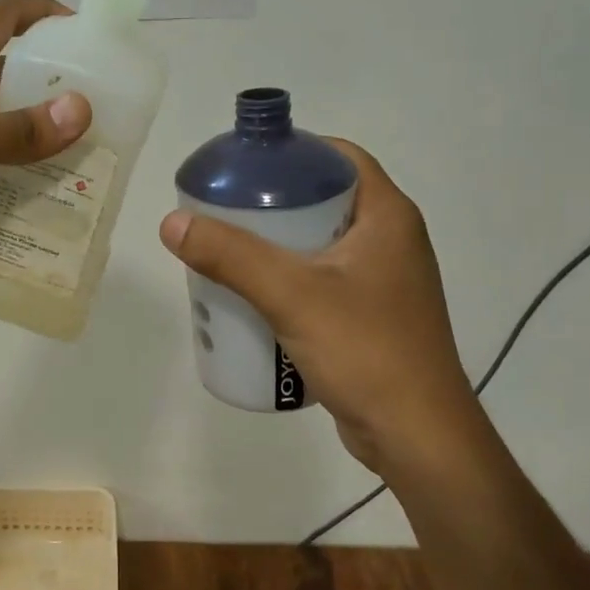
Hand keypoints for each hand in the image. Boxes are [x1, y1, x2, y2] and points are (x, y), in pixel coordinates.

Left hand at [0, 0, 90, 276]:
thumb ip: (15, 128)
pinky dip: (11, 167)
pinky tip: (39, 190)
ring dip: (38, 132)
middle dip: (57, 85)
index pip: (7, 16)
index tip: (94, 40)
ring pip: (0, 119)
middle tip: (105, 117)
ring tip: (85, 157)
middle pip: (12, 71)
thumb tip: (82, 111)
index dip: (49, 15)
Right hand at [159, 140, 481, 479]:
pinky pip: (321, 281)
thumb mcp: (291, 294)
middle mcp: (391, 241)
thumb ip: (231, 256)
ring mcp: (382, 282)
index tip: (244, 164)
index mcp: (387, 217)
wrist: (416, 438)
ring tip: (227, 251)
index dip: (292, 151)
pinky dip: (287, 280)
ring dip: (275, 244)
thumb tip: (173, 222)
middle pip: (323, 200)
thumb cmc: (365, 351)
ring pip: (319, 244)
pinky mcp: (370, 317)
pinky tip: (252, 296)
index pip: (339, 157)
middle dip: (271, 202)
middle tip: (223, 211)